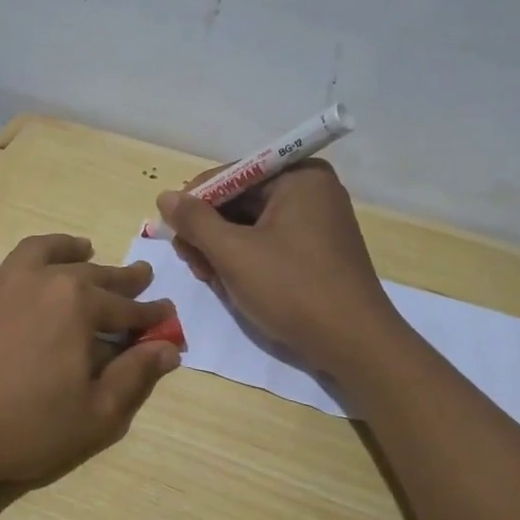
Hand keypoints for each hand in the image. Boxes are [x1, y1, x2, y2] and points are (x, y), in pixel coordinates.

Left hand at [0, 233, 180, 493]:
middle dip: (119, 277)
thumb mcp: (96, 413)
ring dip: (62, 247)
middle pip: (89, 273)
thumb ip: (134, 376)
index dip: (151, 315)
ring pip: (35, 253)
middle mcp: (40, 281)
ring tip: (79, 246)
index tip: (168, 315)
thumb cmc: (27, 427)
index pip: (126, 308)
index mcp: (78, 305)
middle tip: (139, 274)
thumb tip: (168, 349)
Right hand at [157, 162, 401, 373]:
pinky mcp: (318, 251)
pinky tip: (232, 284)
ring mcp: (317, 221)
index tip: (173, 236)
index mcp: (298, 176)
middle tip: (192, 263)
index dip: (195, 203)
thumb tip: (166, 196)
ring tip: (210, 278)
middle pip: (240, 200)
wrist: (354, 344)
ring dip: (223, 249)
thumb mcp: (234, 254)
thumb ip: (195, 221)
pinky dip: (246, 260)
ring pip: (251, 225)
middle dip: (210, 231)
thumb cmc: (293, 290)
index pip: (230, 176)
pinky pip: (270, 243)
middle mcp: (311, 190)